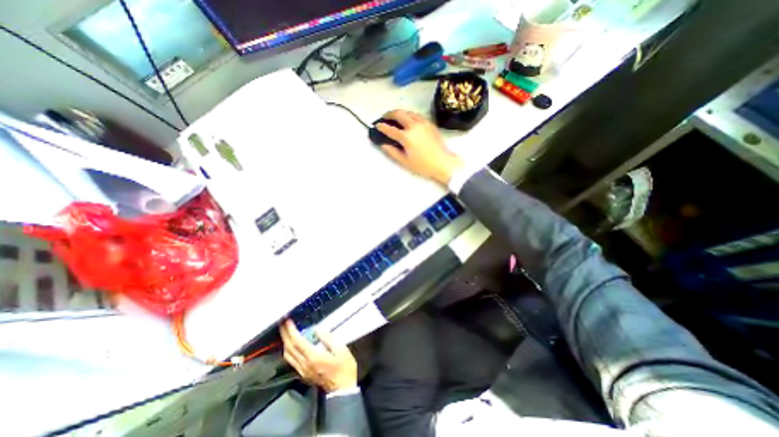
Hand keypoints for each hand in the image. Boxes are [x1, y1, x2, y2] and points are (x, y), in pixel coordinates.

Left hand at [281, 318, 358, 392]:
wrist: (342, 390)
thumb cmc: (344, 367)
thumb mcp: (341, 350)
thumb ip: (328, 338)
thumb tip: (316, 329)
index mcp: (313, 357)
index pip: (297, 342)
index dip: (290, 330)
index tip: (287, 320)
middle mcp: (304, 364)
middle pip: (289, 348)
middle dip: (284, 334)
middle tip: (282, 322)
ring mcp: (302, 371)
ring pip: (288, 355)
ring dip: (285, 342)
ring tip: (285, 331)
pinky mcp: (303, 374)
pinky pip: (291, 361)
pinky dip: (288, 350)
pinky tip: (291, 345)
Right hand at [377, 110, 461, 183]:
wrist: (443, 163)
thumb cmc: (423, 165)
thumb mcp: (405, 161)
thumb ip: (392, 152)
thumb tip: (383, 144)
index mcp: (406, 137)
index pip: (390, 129)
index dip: (382, 127)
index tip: (377, 125)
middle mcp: (413, 126)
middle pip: (399, 114)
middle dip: (389, 114)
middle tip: (385, 117)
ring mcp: (423, 123)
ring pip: (408, 112)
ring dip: (399, 112)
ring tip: (395, 117)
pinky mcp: (430, 123)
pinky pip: (416, 115)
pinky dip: (409, 115)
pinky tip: (408, 120)